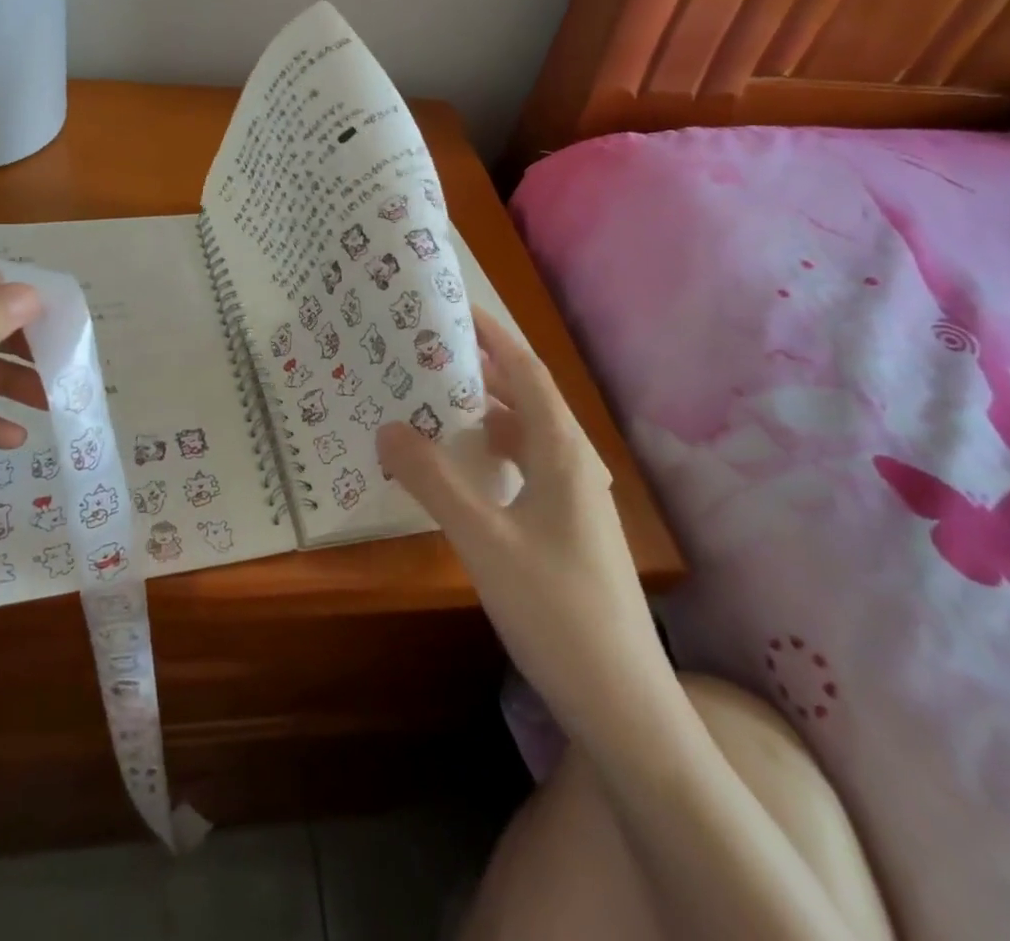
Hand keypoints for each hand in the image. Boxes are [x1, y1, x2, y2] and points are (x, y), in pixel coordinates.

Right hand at [377, 308, 668, 715]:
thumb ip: (433, 479)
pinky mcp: (566, 530)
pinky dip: (489, 457)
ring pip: (522, 437)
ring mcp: (573, 500)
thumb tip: (386, 427)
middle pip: (523, 399)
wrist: (622, 701)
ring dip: (481, 416)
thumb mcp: (482, 539)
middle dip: (478, 372)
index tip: (452, 307)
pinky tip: (460, 473)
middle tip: (424, 355)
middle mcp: (572, 463)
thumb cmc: (555, 608)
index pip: (525, 370)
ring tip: (431, 405)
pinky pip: (523, 471)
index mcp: (561, 450)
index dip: (492, 335)